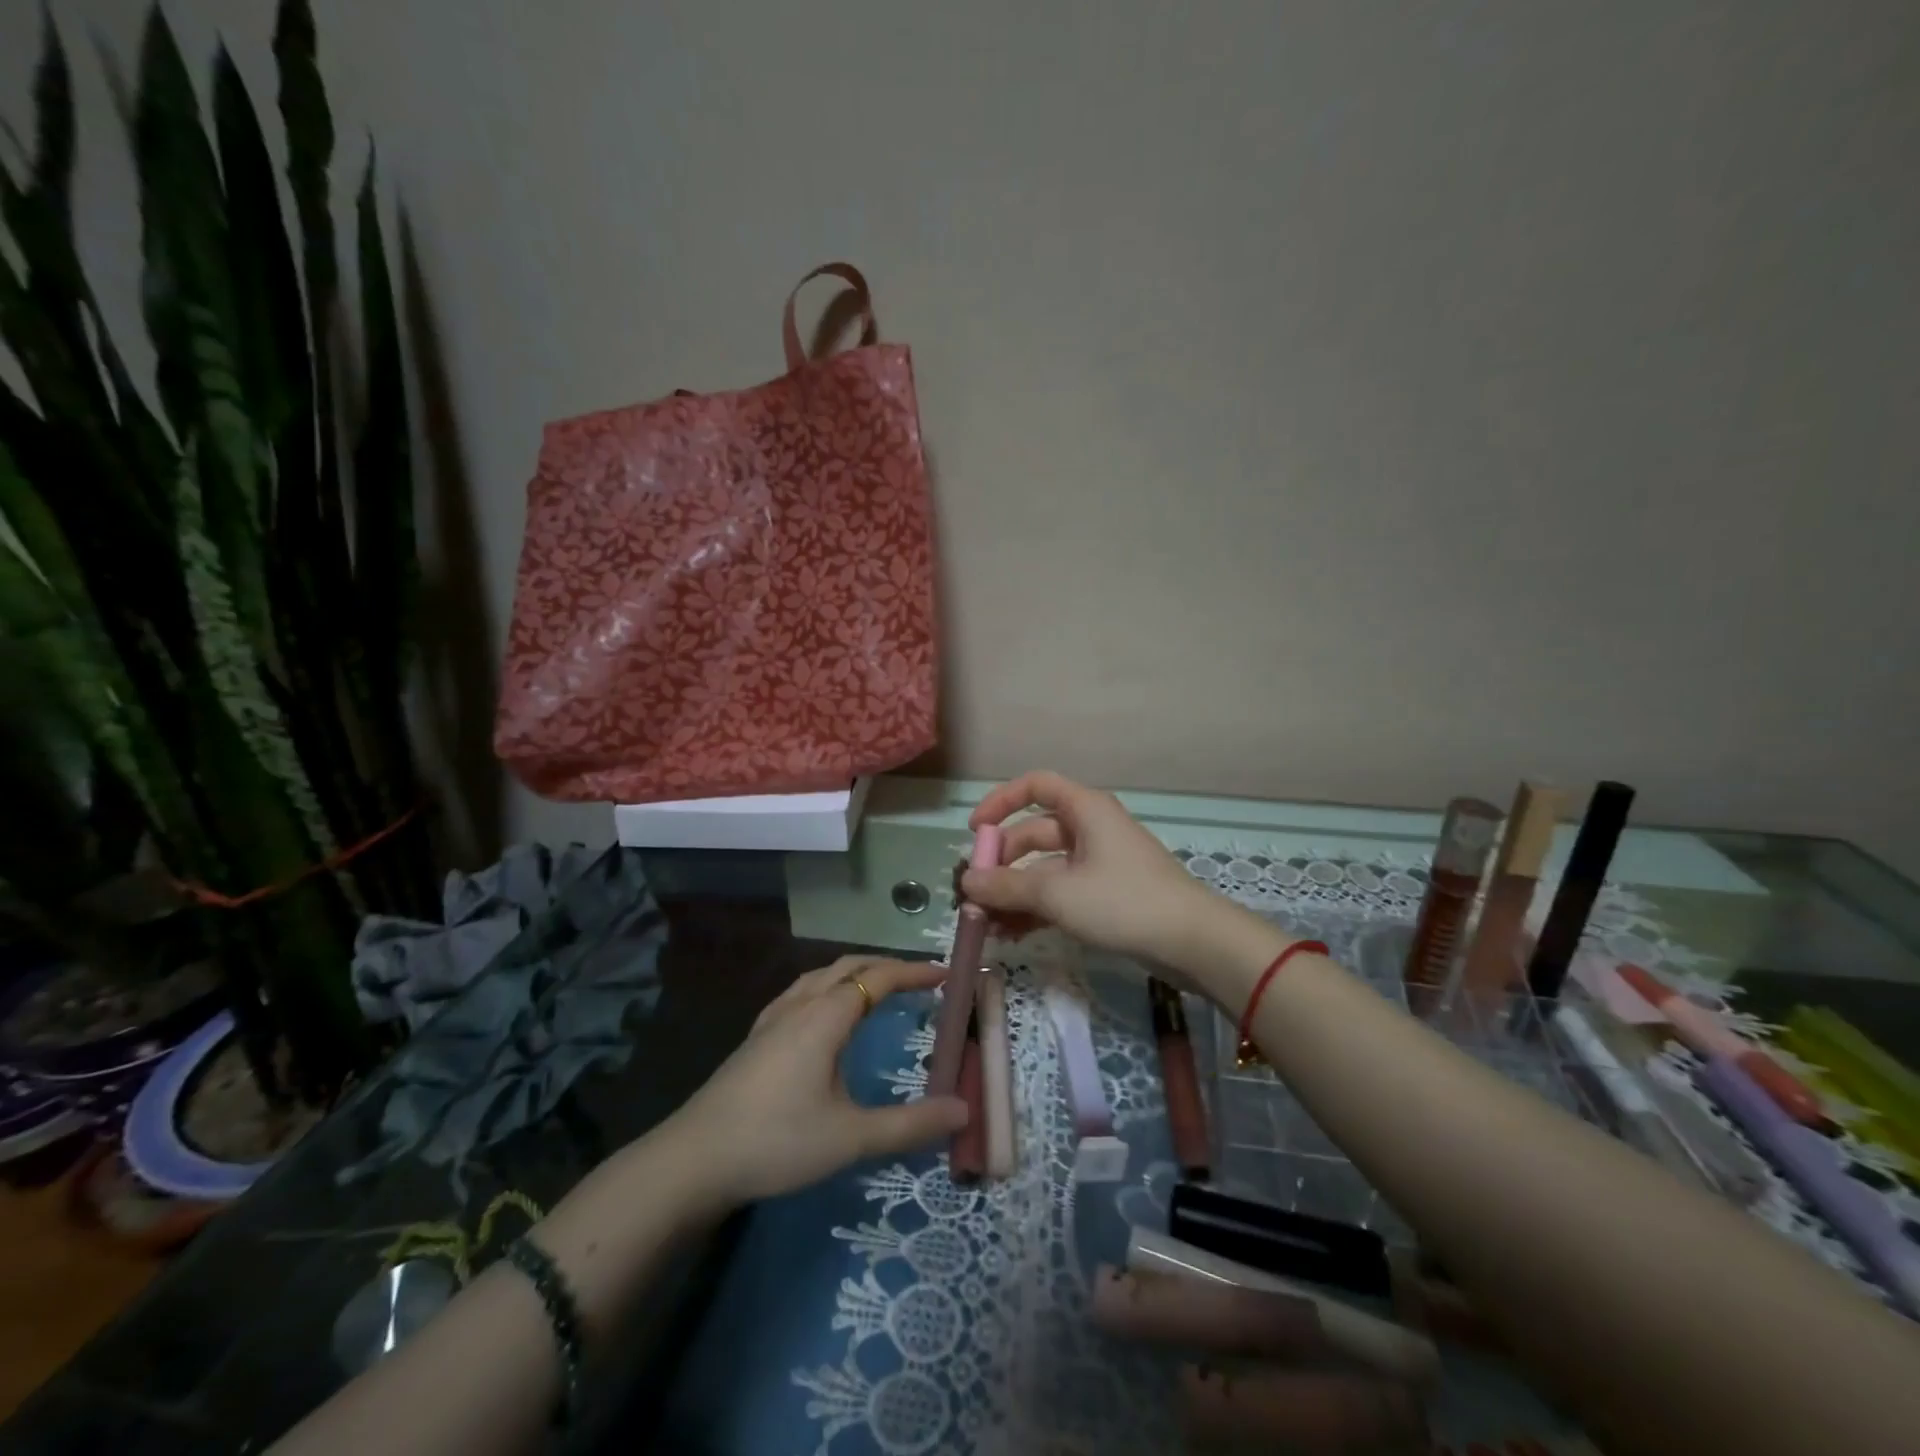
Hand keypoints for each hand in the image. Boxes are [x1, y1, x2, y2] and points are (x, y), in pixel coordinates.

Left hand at [675, 956, 968, 1205]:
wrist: (693, 1159)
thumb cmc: (777, 1141)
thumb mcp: (851, 1138)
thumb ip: (910, 1124)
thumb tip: (963, 1109)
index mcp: (825, 1017)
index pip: (878, 978)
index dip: (914, 972)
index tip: (946, 974)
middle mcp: (800, 1006)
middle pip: (848, 966)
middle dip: (886, 966)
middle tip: (919, 980)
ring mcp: (772, 1020)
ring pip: (820, 976)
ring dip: (854, 973)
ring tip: (877, 988)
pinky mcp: (755, 1038)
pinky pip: (800, 992)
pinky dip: (827, 987)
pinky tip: (823, 1015)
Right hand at [960, 770, 1219, 972]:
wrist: (1193, 942)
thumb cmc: (1123, 902)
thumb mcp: (1058, 893)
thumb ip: (1008, 886)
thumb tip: (966, 882)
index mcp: (1085, 810)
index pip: (1035, 786)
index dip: (1000, 802)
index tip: (974, 832)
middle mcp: (1090, 829)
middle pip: (1034, 834)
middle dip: (1002, 864)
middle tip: (974, 895)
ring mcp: (1099, 863)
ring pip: (1045, 870)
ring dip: (1015, 894)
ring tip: (986, 926)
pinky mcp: (1106, 895)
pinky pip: (1060, 893)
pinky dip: (1036, 910)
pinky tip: (1011, 935)